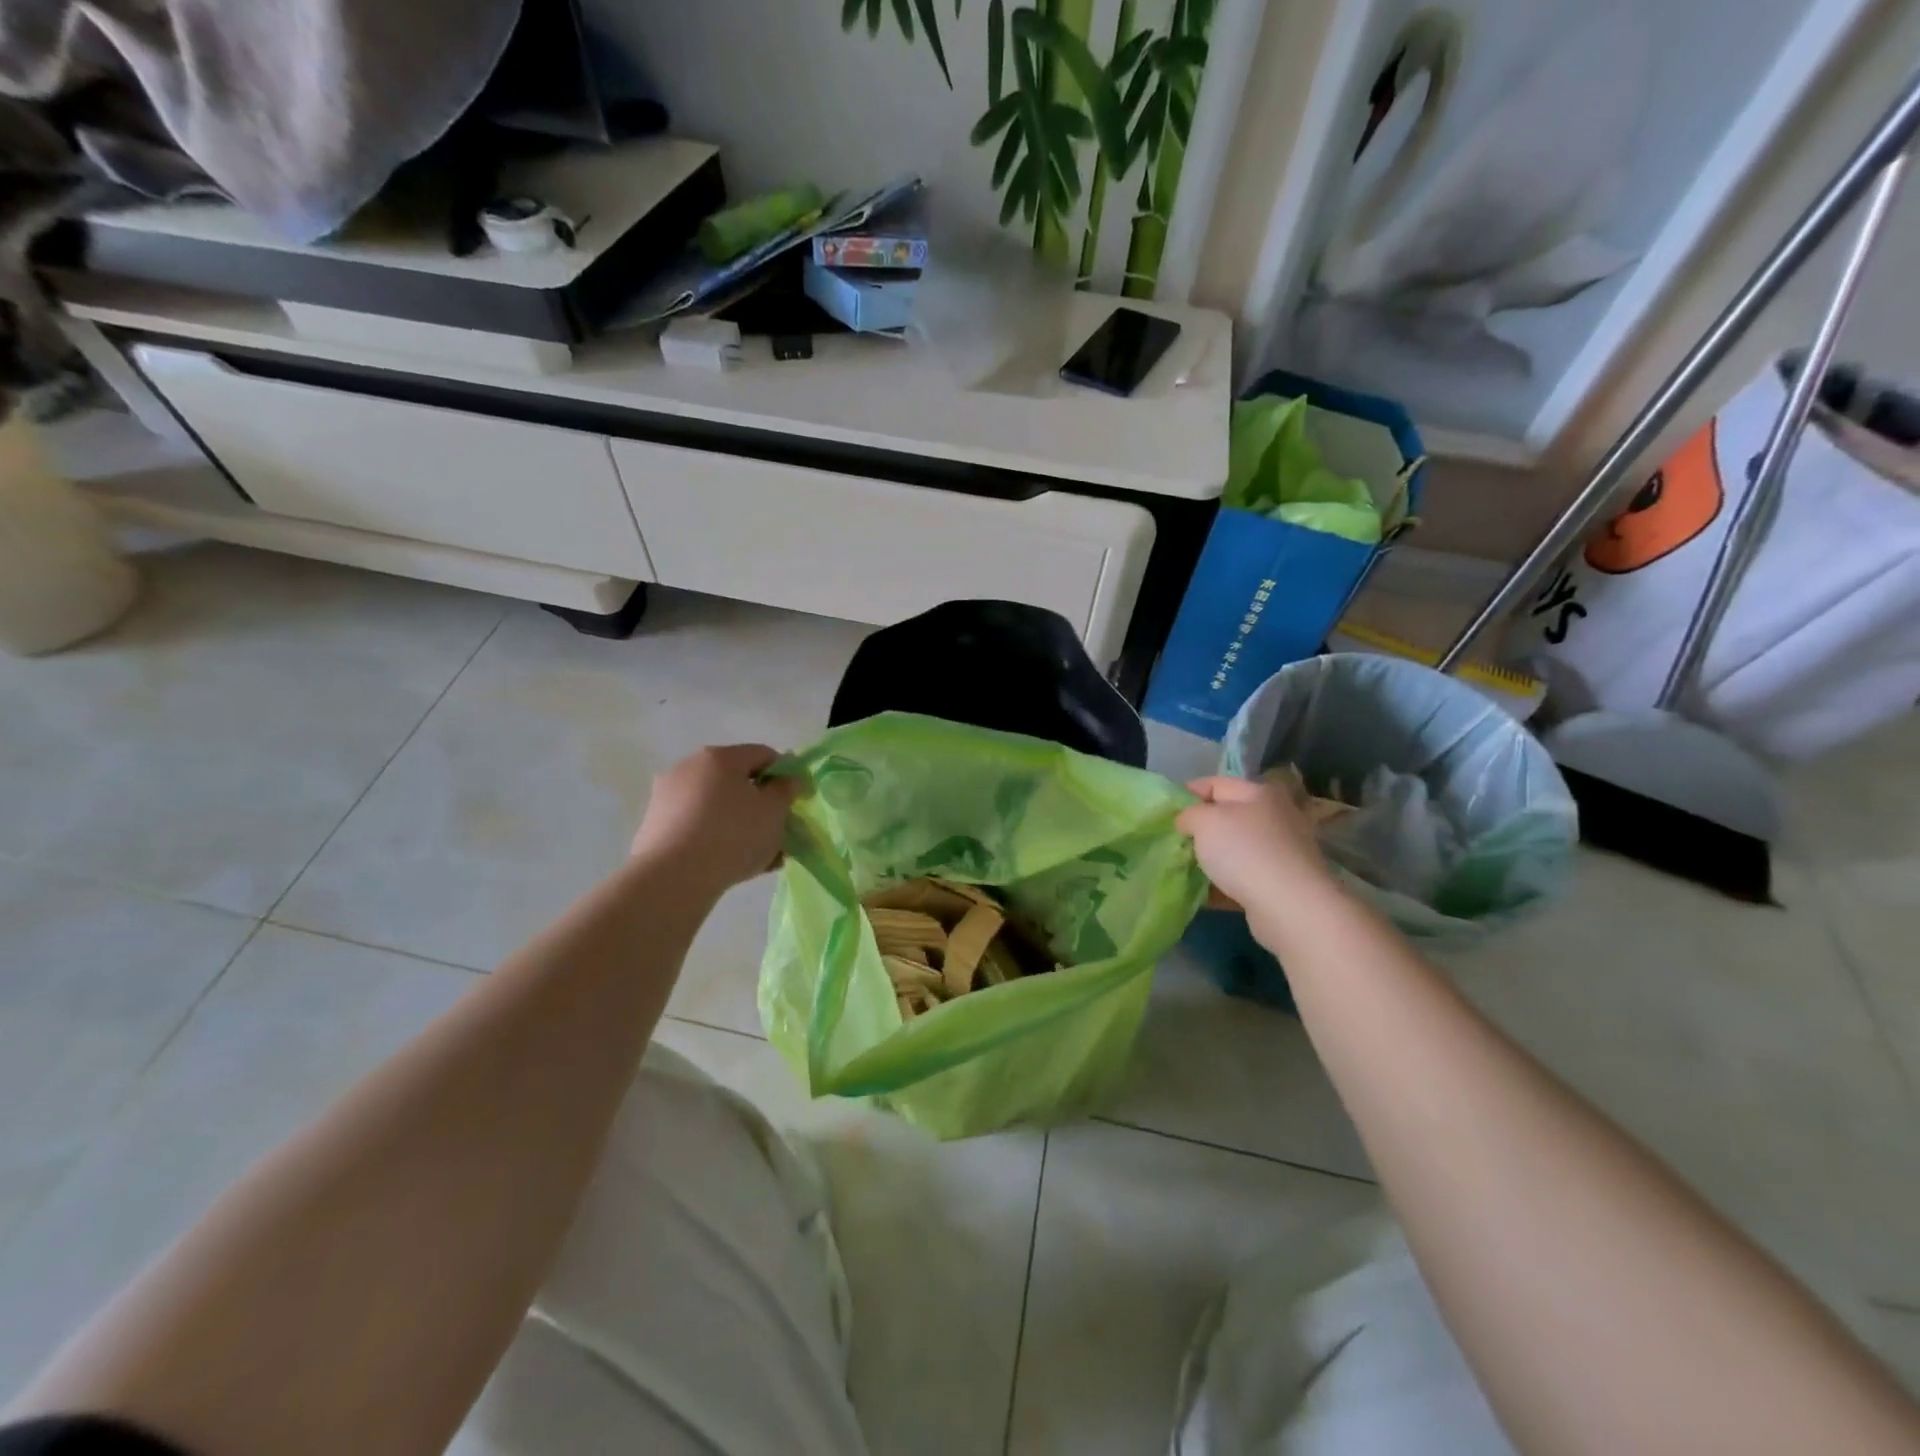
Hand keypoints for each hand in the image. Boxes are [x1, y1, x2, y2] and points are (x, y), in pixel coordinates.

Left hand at [630, 745, 802, 894]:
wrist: (673, 878)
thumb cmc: (732, 835)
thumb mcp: (774, 811)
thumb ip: (786, 790)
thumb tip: (786, 780)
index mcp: (719, 757)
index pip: (763, 755)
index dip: (786, 775)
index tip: (796, 800)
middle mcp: (689, 768)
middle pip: (737, 781)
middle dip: (761, 805)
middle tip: (778, 831)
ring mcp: (668, 796)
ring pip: (717, 806)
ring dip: (741, 824)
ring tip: (760, 856)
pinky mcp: (656, 825)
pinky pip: (697, 825)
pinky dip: (716, 837)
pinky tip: (732, 864)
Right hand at [1177, 776, 1337, 944]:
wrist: (1289, 906)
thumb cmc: (1244, 852)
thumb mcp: (1204, 821)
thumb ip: (1189, 814)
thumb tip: (1188, 821)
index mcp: (1259, 793)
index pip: (1216, 783)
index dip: (1189, 792)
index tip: (1167, 810)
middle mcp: (1276, 817)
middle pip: (1229, 816)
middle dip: (1202, 827)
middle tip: (1177, 840)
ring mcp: (1283, 851)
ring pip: (1237, 848)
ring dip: (1213, 856)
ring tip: (1188, 867)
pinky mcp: (1283, 882)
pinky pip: (1245, 876)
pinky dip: (1225, 882)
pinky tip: (1206, 893)